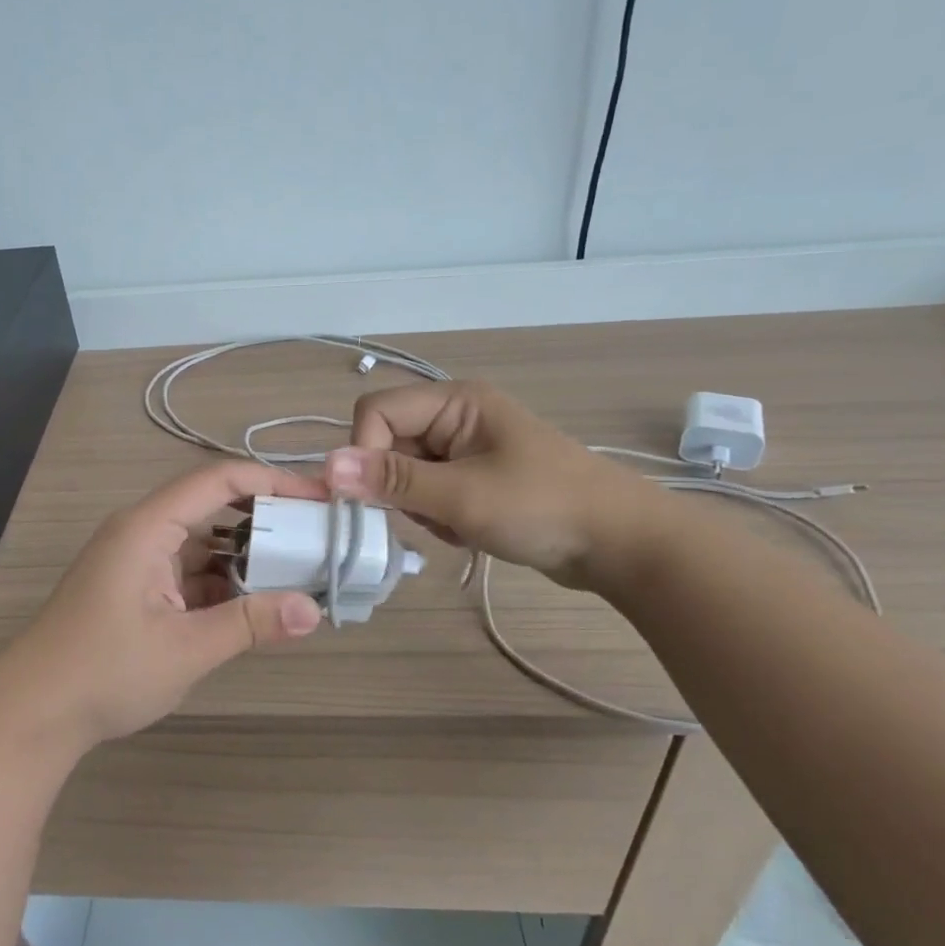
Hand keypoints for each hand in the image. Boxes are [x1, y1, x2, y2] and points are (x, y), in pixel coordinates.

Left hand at [0, 461, 325, 751]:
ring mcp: (137, 561)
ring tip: (299, 569)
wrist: (31, 713)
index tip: (320, 499)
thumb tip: (313, 611)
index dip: (273, 481)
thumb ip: (250, 624)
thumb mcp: (185, 649)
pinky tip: (257, 603)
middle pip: (212, 506)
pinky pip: (189, 571)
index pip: (219, 480)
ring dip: (246, 555)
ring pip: (203, 542)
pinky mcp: (137, 589)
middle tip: (318, 536)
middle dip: (266, 518)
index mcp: (147, 526)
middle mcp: (142, 532)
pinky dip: (223, 583)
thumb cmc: (104, 672)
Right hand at [323, 381, 664, 590]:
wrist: (620, 544)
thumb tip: (324, 467)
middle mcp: (454, 416)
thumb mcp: (462, 496)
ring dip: (419, 506)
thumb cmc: (543, 508)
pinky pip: (428, 492)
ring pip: (403, 474)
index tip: (379, 497)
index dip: (365, 452)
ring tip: (458, 525)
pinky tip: (468, 531)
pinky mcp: (473, 477)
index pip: (375, 411)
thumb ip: (391, 480)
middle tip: (433, 514)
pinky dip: (437, 516)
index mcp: (454, 401)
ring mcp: (465, 448)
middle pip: (387, 444)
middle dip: (398, 487)